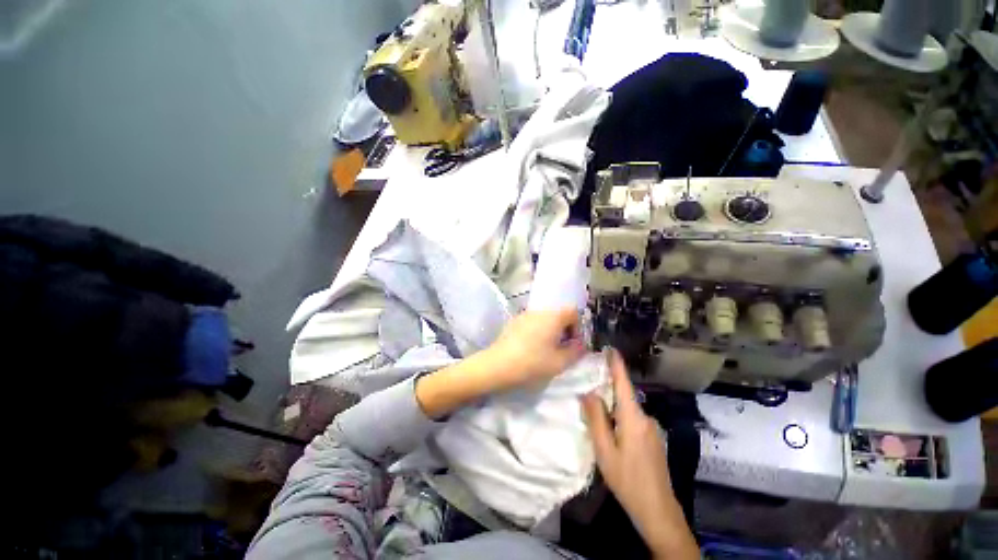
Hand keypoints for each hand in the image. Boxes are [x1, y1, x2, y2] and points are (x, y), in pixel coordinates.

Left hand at [483, 307, 586, 391]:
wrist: (497, 365)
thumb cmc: (532, 363)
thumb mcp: (559, 363)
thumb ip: (575, 352)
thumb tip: (580, 345)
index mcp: (553, 316)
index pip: (573, 311)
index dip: (577, 327)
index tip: (573, 344)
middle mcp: (539, 311)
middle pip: (558, 314)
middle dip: (564, 330)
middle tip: (562, 349)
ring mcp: (524, 315)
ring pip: (545, 319)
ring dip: (550, 331)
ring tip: (546, 351)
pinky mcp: (514, 322)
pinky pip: (532, 323)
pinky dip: (537, 332)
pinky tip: (531, 349)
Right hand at [580, 350, 698, 559]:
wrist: (658, 511)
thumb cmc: (627, 480)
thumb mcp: (604, 450)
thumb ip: (596, 419)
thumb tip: (589, 392)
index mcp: (633, 418)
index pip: (624, 383)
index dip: (617, 364)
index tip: (610, 349)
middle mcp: (646, 418)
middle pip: (625, 395)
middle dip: (609, 385)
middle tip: (590, 381)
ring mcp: (652, 429)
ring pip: (628, 408)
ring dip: (613, 404)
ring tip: (596, 408)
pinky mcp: (653, 440)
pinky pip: (633, 419)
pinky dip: (620, 416)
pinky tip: (611, 429)